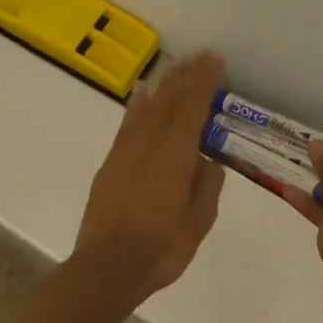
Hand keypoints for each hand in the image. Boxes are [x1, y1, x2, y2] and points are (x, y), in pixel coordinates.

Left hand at [72, 51, 226, 305]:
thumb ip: (207, 187)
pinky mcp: (112, 161)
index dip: (206, 80)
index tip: (215, 60)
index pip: (194, 105)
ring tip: (178, 65)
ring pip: (150, 105)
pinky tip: (142, 94)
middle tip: (201, 55)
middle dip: (188, 74)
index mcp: (177, 152)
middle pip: (172, 98)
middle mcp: (152, 141)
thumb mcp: (198, 222)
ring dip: (166, 83)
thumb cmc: (161, 247)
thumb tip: (208, 163)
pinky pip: (128, 122)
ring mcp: (128, 149)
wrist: (106, 268)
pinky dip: (137, 104)